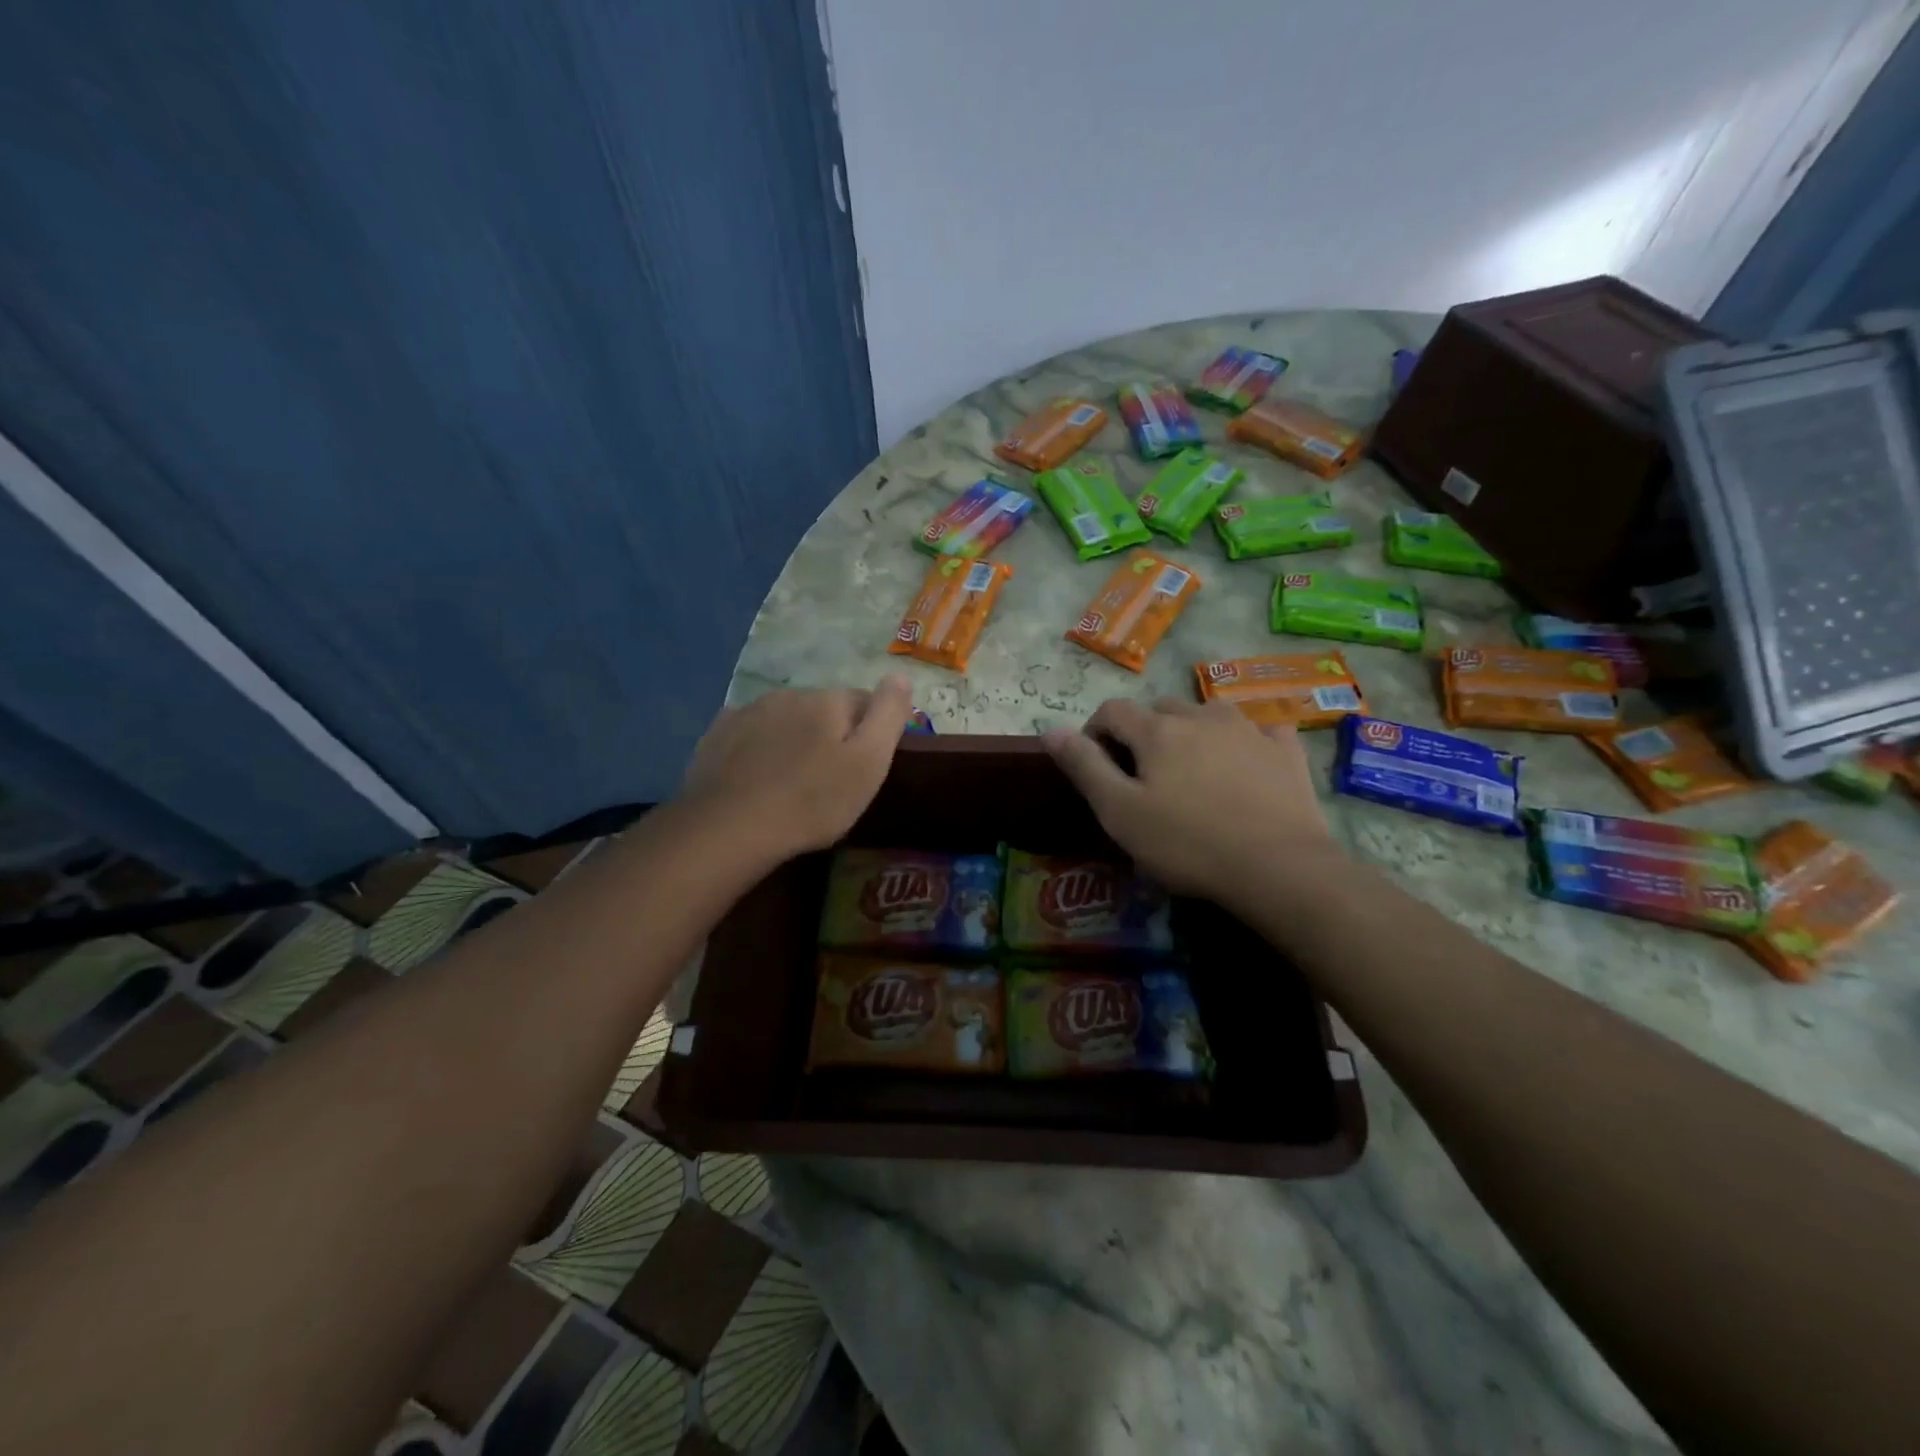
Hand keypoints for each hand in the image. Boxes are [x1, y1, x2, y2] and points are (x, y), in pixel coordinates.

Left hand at [683, 677, 913, 858]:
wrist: (732, 827)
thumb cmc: (814, 800)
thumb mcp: (869, 762)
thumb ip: (888, 714)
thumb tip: (901, 676)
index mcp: (829, 700)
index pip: (865, 702)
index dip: (871, 733)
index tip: (867, 766)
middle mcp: (790, 694)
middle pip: (823, 710)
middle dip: (830, 735)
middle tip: (830, 780)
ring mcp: (748, 711)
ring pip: (785, 720)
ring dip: (794, 740)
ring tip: (792, 782)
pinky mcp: (717, 734)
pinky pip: (750, 734)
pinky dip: (759, 748)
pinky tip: (757, 777)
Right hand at [1043, 698, 1336, 897]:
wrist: (1279, 868)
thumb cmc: (1188, 843)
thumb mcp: (1120, 812)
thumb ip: (1084, 766)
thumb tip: (1051, 729)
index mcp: (1157, 731)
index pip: (1113, 710)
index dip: (1095, 730)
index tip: (1094, 761)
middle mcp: (1201, 716)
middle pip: (1160, 709)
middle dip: (1143, 731)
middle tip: (1143, 773)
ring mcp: (1248, 729)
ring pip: (1208, 713)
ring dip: (1193, 729)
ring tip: (1192, 766)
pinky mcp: (1285, 750)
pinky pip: (1260, 729)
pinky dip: (1246, 739)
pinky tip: (1247, 761)